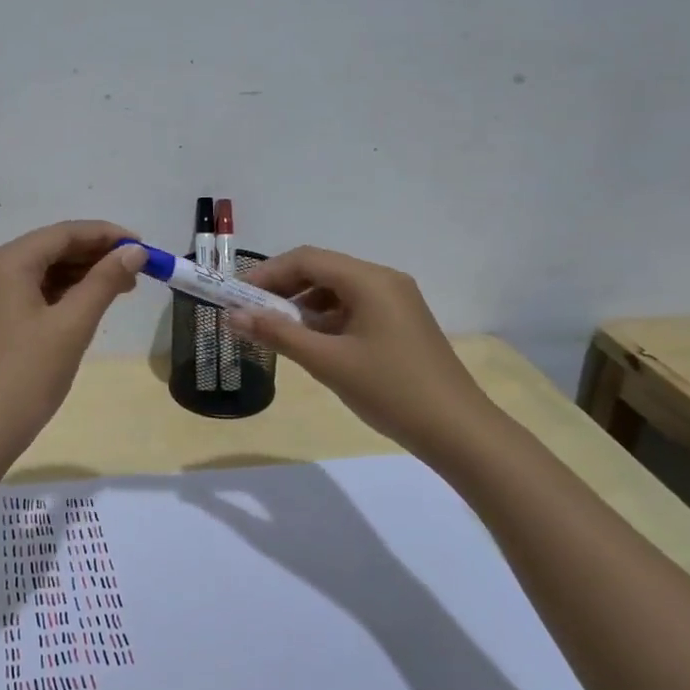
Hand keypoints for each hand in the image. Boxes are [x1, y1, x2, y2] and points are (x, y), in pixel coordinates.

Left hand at [0, 221, 145, 456]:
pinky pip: (26, 292)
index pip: (62, 233)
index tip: (142, 246)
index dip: (105, 235)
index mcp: (3, 263)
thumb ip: (104, 282)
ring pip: (39, 271)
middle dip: (93, 256)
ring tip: (120, 288)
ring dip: (78, 275)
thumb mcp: (72, 326)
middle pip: (48, 249)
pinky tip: (86, 303)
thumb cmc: (26, 377)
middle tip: (136, 271)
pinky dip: (58, 293)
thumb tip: (134, 252)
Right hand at [229, 246, 490, 454]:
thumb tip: (232, 316)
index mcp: (370, 280)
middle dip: (283, 289)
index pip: (307, 259)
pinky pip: (354, 309)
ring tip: (277, 333)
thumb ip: (278, 334)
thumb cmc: (390, 390)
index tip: (237, 296)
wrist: (457, 430)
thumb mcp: (327, 362)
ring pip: (337, 291)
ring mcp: (396, 302)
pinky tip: (312, 345)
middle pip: (322, 270)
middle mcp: (384, 281)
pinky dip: (326, 320)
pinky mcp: (401, 324)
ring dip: (303, 306)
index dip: (267, 273)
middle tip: (251, 314)